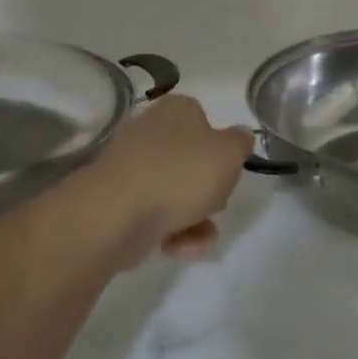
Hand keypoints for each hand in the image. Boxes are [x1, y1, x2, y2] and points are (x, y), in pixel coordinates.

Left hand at [87, 95, 255, 259]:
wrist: (117, 213)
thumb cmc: (180, 173)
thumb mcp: (229, 154)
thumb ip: (240, 143)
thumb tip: (240, 135)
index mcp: (176, 110)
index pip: (204, 121)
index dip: (220, 148)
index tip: (227, 171)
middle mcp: (149, 131)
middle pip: (189, 161)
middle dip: (207, 190)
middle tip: (216, 205)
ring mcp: (130, 166)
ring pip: (173, 191)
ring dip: (193, 218)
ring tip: (200, 238)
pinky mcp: (117, 200)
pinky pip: (153, 213)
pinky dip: (170, 231)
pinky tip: (178, 247)